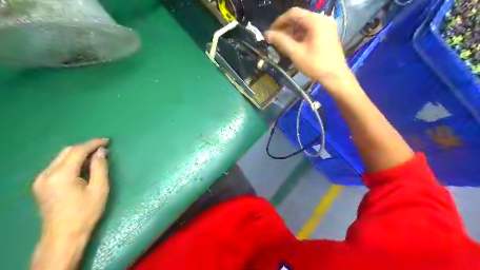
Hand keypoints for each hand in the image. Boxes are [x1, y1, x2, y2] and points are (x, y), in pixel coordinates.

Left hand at [32, 139, 108, 238]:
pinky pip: (57, 166)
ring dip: (78, 154)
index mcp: (61, 175)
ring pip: (61, 157)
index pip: (77, 151)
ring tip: (95, 157)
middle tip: (103, 148)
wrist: (63, 235)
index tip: (107, 140)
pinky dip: (71, 162)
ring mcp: (40, 180)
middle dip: (86, 147)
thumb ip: (100, 167)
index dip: (93, 143)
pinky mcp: (40, 185)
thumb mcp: (99, 189)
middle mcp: (46, 174)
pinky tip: (82, 167)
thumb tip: (101, 151)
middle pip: (67, 151)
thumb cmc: (86, 212)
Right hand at [264, 7, 350, 88]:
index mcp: (316, 21)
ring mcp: (326, 26)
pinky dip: (300, 35)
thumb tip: (267, 34)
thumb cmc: (316, 65)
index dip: (279, 21)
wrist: (335, 76)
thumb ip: (281, 41)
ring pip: (305, 24)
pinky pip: (311, 30)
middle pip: (300, 18)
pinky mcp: (328, 33)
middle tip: (275, 39)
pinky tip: (294, 45)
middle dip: (286, 28)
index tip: (271, 32)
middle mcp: (322, 19)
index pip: (293, 13)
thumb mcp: (296, 53)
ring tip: (283, 44)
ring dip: (292, 32)